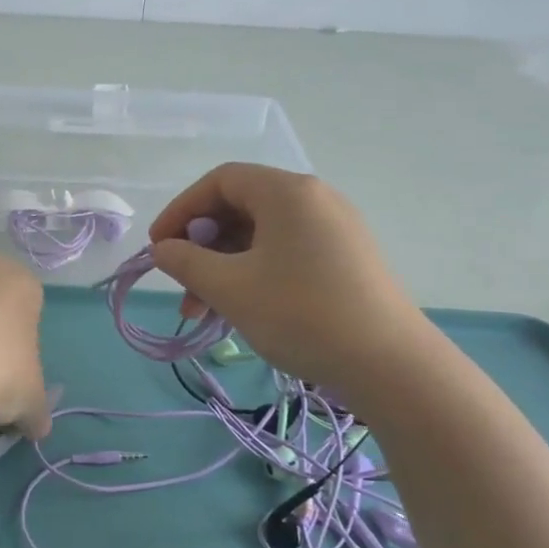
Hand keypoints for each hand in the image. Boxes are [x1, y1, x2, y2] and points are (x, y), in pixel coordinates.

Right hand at [148, 164, 429, 397]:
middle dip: (201, 246)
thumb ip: (186, 262)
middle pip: (240, 207)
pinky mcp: (346, 258)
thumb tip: (162, 250)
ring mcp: (335, 228)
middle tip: (181, 285)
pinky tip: (241, 309)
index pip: (219, 181)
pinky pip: (285, 252)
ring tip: (204, 312)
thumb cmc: (301, 314)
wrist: (390, 365)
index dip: (181, 210)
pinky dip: (254, 272)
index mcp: (287, 192)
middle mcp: (314, 199)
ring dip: (224, 266)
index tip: (158, 247)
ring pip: (261, 235)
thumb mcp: (230, 287)